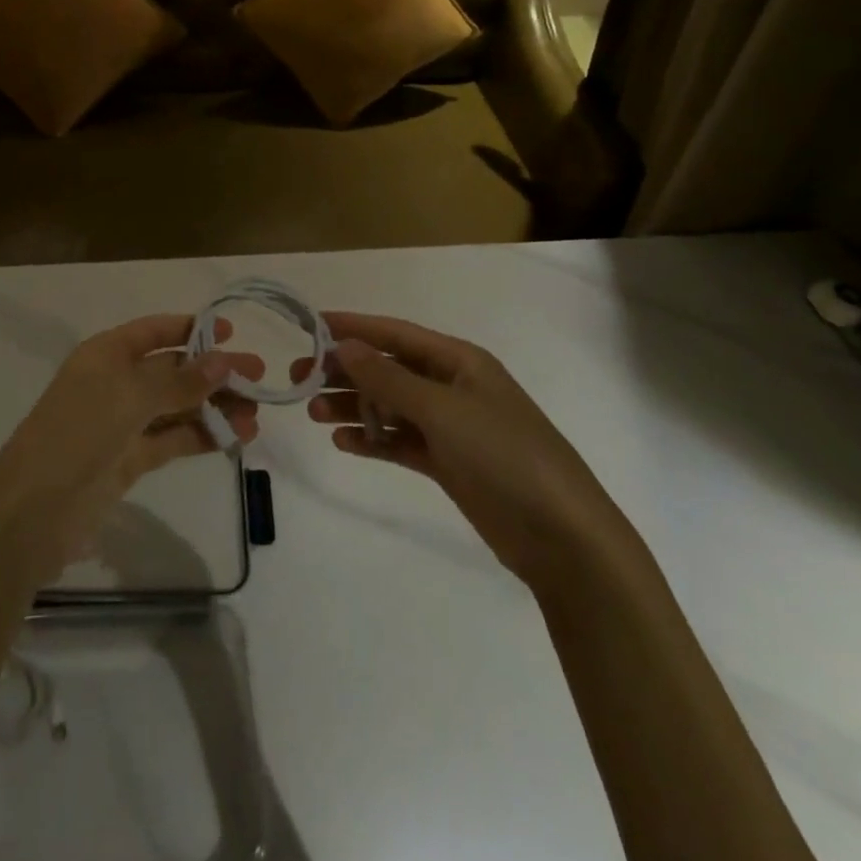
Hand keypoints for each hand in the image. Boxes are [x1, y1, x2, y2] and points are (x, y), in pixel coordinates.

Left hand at [0, 314, 263, 575]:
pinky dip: (202, 436)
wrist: (33, 511)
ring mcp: (122, 423)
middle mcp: (115, 382)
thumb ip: (180, 381)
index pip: (154, 332)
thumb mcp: (130, 397)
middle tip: (258, 378)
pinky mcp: (129, 460)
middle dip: (213, 372)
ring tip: (255, 415)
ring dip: (213, 407)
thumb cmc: (78, 434)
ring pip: (176, 407)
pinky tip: (235, 438)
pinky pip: (172, 439)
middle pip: (171, 370)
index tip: (232, 334)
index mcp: (106, 354)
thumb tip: (224, 359)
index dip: (191, 329)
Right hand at [296, 313, 617, 583]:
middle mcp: (452, 387)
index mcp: (459, 361)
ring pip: (389, 407)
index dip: (353, 327)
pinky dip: (371, 440)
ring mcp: (450, 427)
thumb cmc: (504, 455)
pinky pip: (399, 442)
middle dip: (345, 371)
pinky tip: (342, 443)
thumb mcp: (442, 409)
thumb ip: (389, 379)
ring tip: (314, 415)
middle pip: (388, 370)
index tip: (310, 325)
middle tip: (299, 379)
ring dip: (352, 407)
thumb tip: (345, 347)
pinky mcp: (447, 463)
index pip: (395, 334)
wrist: (561, 535)